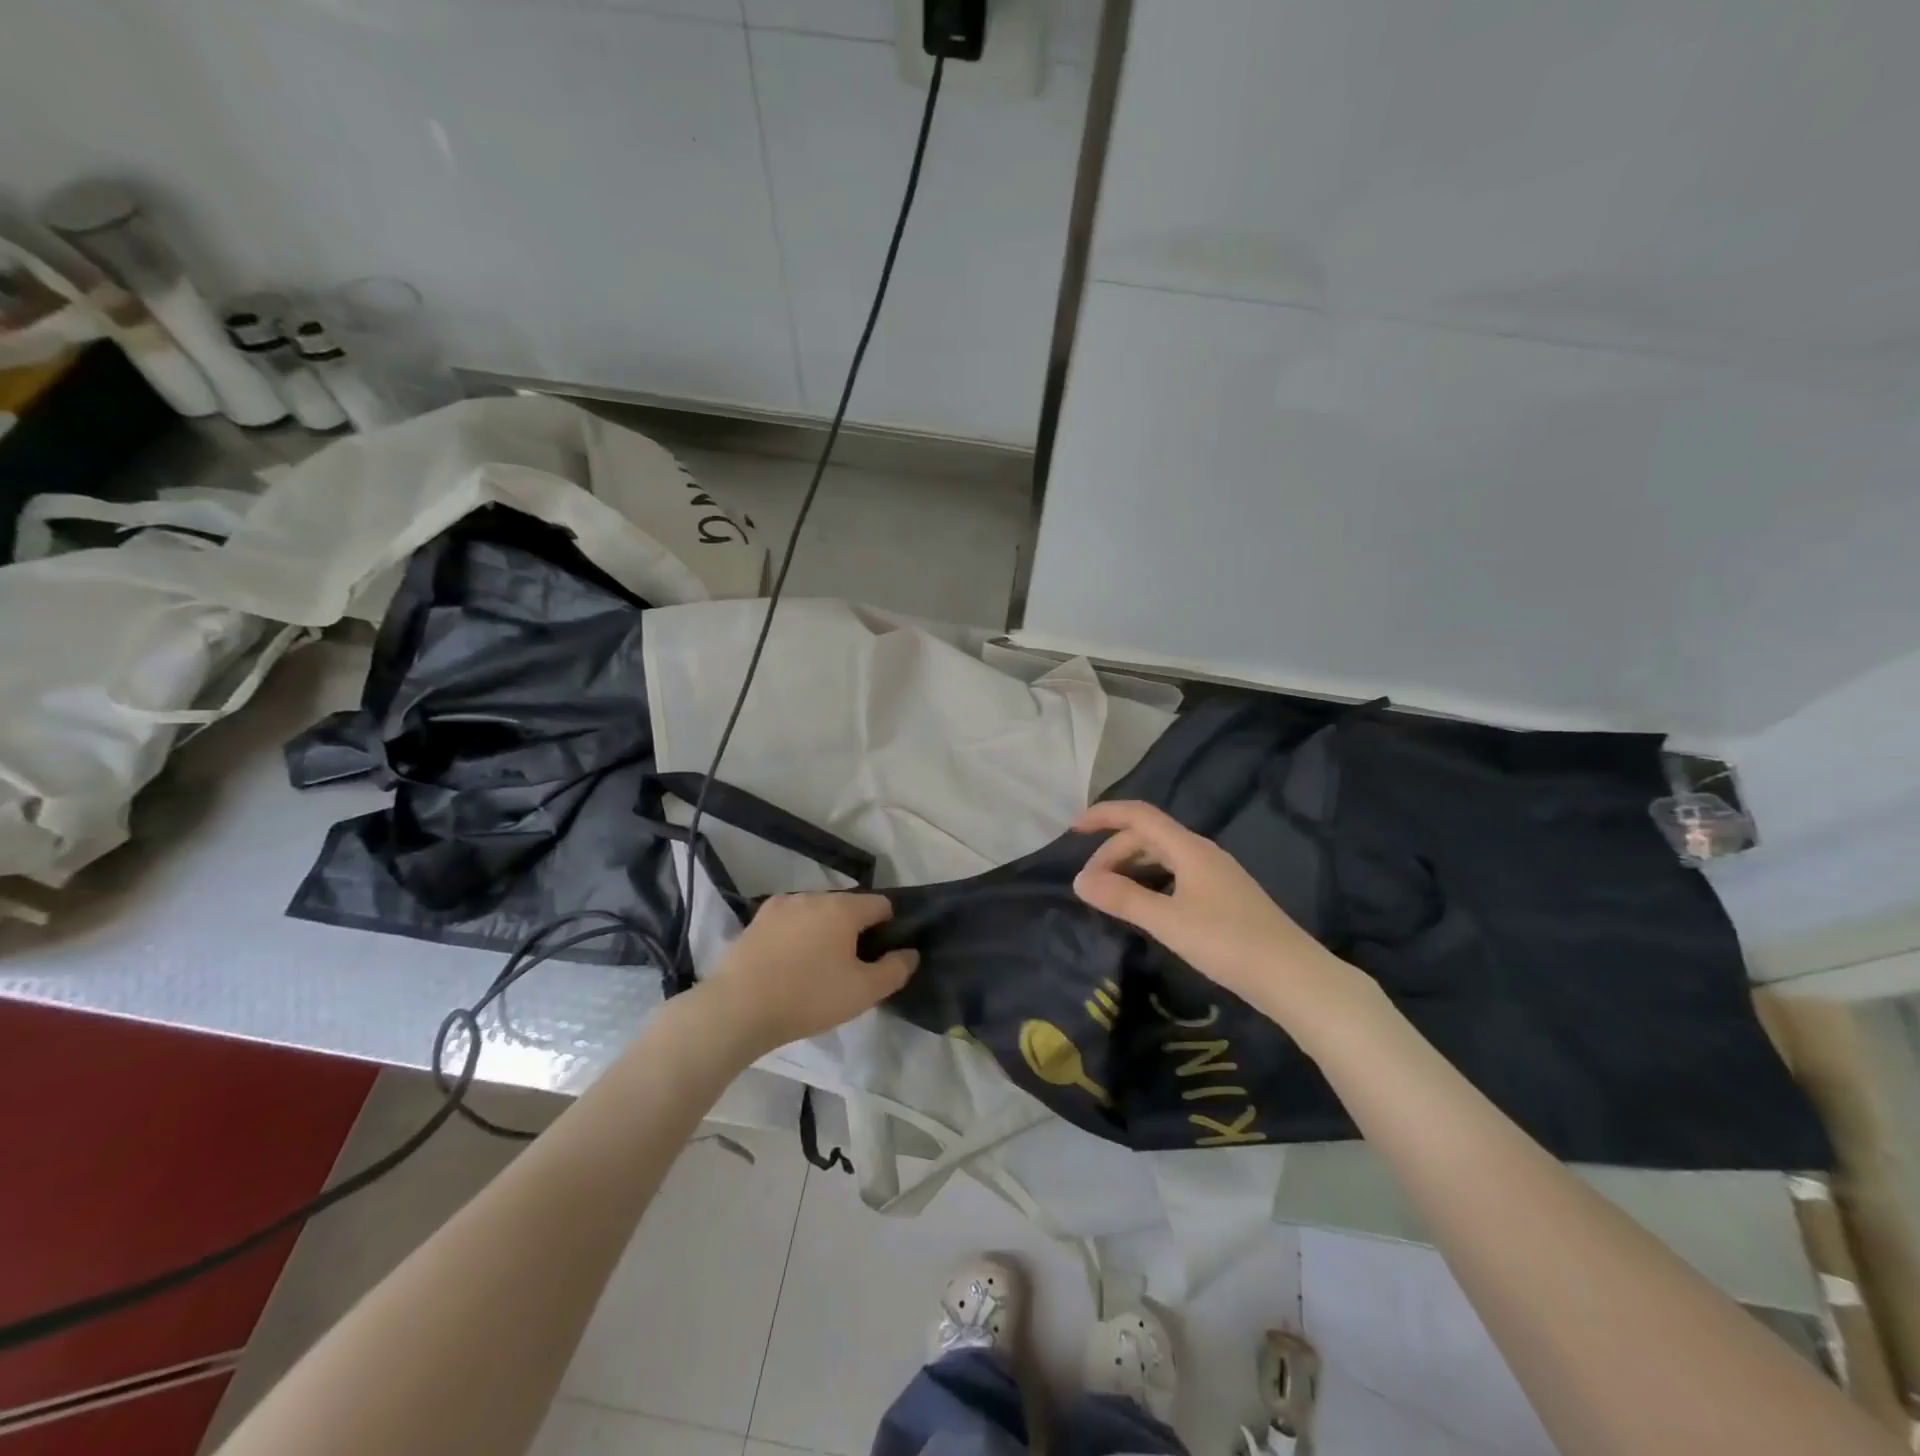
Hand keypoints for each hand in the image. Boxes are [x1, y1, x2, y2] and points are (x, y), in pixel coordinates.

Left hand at [702, 892, 917, 1051]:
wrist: (738, 1008)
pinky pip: (790, 922)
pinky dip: (797, 935)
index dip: (889, 927)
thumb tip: (910, 953)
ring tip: (817, 966)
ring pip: (816, 912)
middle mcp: (813, 896)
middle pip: (847, 906)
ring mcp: (781, 906)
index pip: (880, 904)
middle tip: (850, 967)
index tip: (881, 955)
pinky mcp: (756, 921)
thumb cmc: (808, 997)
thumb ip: (895, 970)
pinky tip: (790, 963)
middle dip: (855, 929)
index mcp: (843, 908)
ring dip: (824, 930)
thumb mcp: (863, 992)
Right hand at [1071, 800, 1369, 1026]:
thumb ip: (1123, 899)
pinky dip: (1150, 881)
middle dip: (1112, 852)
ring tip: (1110, 894)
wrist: (1294, 977)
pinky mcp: (1223, 896)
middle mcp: (1202, 852)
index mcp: (1189, 849)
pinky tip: (1145, 907)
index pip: (1139, 815)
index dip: (1104, 815)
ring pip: (1162, 856)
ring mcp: (1216, 874)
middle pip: (1148, 836)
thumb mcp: (1168, 922)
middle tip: (1089, 886)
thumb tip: (1079, 881)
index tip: (1072, 829)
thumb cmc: (1228, 944)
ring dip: (1131, 867)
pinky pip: (1175, 874)